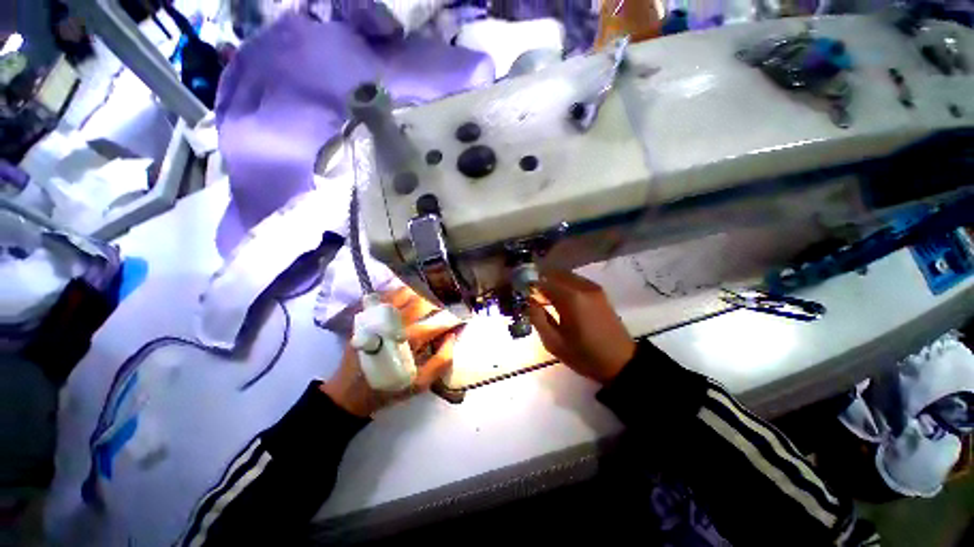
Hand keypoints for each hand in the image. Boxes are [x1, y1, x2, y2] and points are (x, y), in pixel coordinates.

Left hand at [321, 286, 461, 416]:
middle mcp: (398, 323)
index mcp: (413, 340)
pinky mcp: (368, 316)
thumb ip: (441, 361)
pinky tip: (407, 296)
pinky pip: (386, 295)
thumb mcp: (420, 384)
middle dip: (438, 301)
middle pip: (424, 302)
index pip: (441, 322)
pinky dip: (399, 292)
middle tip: (445, 303)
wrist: (350, 392)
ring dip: (420, 293)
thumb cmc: (389, 387)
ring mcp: (381, 317)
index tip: (462, 315)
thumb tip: (451, 337)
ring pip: (405, 293)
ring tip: (428, 297)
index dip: (454, 317)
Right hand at [528, 271, 635, 383]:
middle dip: (541, 281)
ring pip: (566, 275)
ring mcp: (593, 288)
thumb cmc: (584, 355)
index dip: (531, 287)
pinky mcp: (599, 292)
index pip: (543, 282)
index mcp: (570, 299)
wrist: (621, 362)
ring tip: (546, 298)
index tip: (524, 295)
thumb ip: (538, 319)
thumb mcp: (554, 343)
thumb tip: (529, 301)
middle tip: (534, 296)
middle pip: (555, 273)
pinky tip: (562, 299)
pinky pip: (576, 280)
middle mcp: (581, 287)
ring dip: (553, 282)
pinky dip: (564, 284)